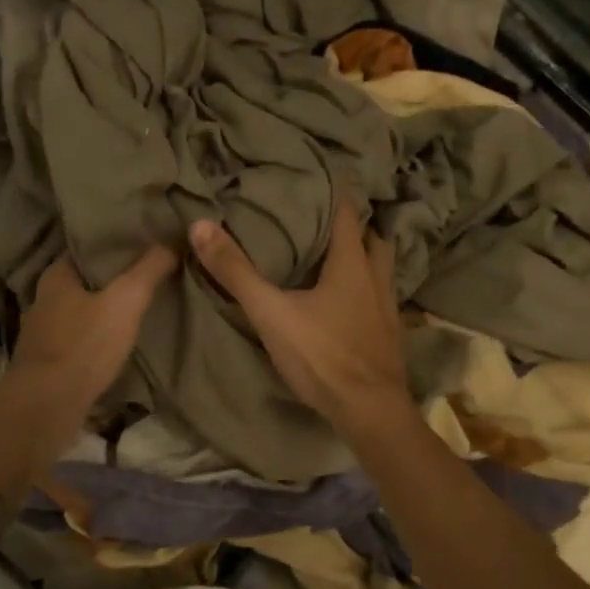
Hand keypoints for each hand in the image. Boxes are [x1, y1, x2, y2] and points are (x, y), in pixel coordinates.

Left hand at [7, 244, 177, 416]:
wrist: (46, 406)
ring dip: (102, 312)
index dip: (113, 245)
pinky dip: (95, 339)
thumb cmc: (84, 345)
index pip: (85, 248)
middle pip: (83, 281)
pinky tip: (116, 344)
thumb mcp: (125, 301)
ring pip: (79, 312)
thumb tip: (171, 241)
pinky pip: (77, 341)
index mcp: (56, 277)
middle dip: (111, 280)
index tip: (143, 246)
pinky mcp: (47, 364)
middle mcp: (43, 300)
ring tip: (136, 311)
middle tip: (147, 277)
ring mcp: (41, 335)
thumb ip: (148, 270)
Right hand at [188, 199, 415, 439]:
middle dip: (353, 227)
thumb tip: (199, 225)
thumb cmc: (322, 355)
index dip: (335, 192)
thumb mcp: (271, 313)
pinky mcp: (390, 335)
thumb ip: (236, 272)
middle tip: (325, 221)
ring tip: (336, 259)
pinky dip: (366, 291)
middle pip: (372, 240)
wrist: (369, 410)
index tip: (319, 178)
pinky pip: (380, 299)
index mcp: (352, 263)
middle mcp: (377, 278)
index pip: (347, 213)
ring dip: (364, 259)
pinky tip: (349, 304)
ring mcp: (388, 308)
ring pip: (381, 270)